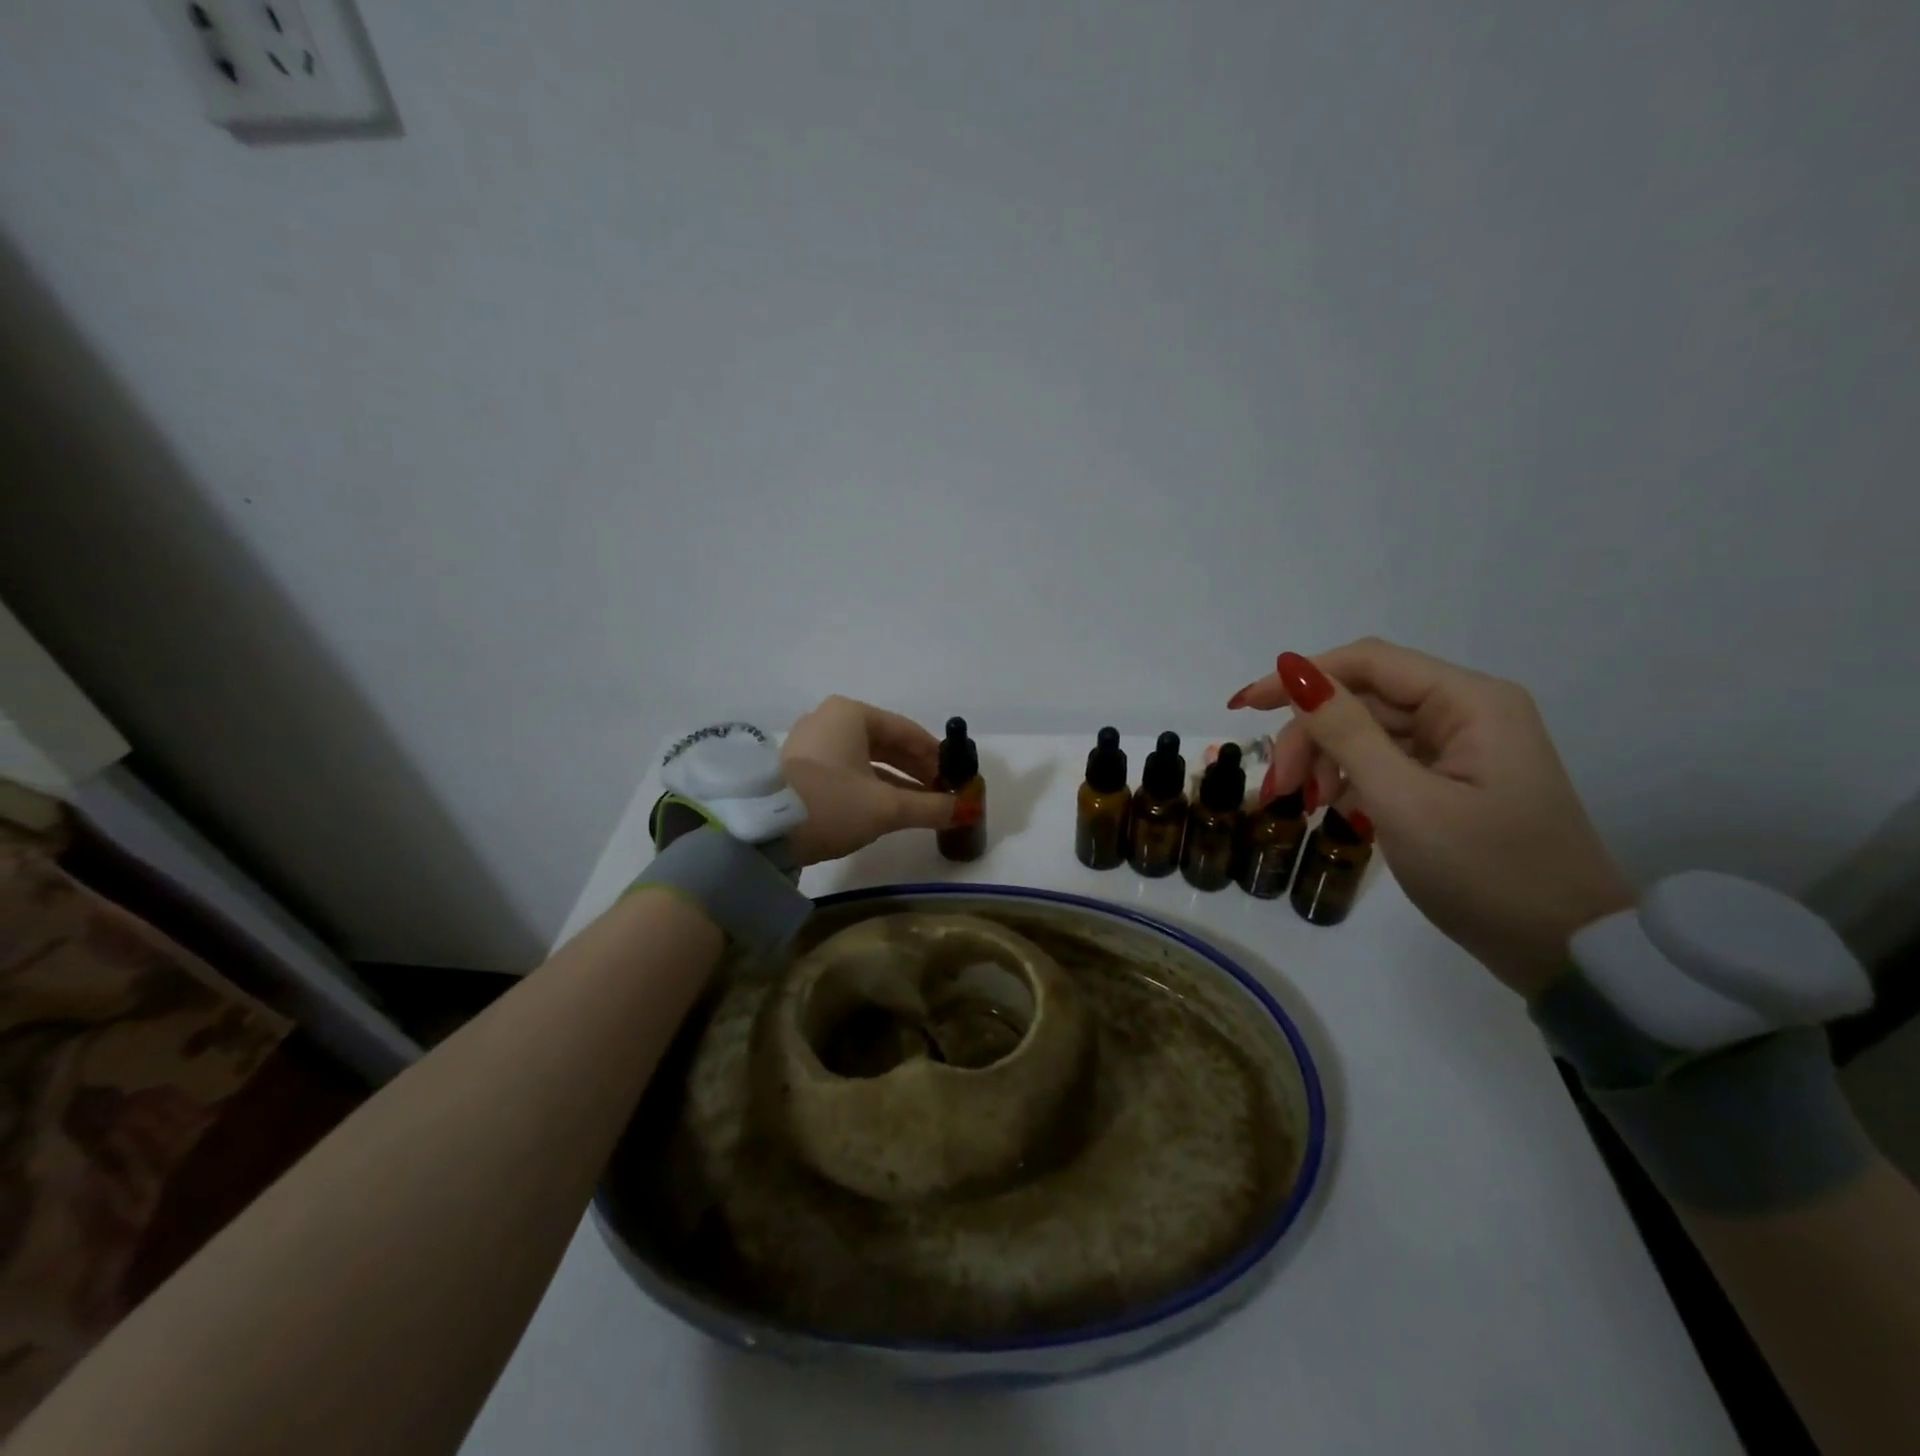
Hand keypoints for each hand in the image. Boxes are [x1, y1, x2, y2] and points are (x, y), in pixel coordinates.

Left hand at [780, 697, 959, 865]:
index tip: (957, 778)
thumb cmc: (832, 804)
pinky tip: (887, 809)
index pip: (907, 731)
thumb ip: (929, 807)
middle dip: (916, 770)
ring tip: (921, 806)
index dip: (937, 756)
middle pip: (886, 744)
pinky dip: (869, 787)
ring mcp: (810, 744)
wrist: (762, 831)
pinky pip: (846, 771)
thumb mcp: (886, 807)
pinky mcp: (798, 769)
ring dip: (895, 782)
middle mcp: (829, 720)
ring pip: (866, 760)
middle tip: (941, 794)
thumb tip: (965, 811)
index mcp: (851, 714)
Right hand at [1230, 638, 1634, 995]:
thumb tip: (1294, 672)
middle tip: (1280, 787)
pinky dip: (1353, 780)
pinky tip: (1340, 811)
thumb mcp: (1403, 801)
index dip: (1299, 677)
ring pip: (1369, 731)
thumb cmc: (1487, 873)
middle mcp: (1468, 711)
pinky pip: (1387, 761)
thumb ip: (1345, 731)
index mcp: (1470, 702)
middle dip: (1311, 735)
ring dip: (1327, 760)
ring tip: (1309, 805)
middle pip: (1363, 698)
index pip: (1367, 662)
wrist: (1565, 952)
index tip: (1243, 707)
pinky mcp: (1456, 779)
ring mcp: (1464, 747)